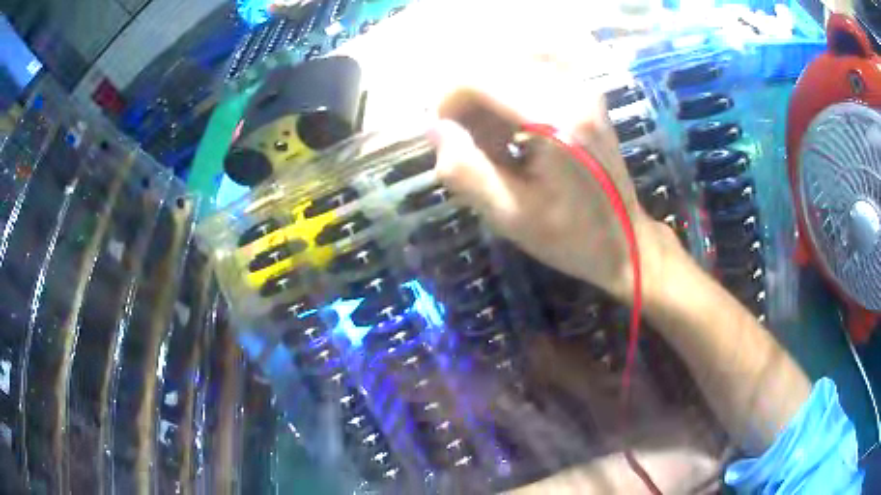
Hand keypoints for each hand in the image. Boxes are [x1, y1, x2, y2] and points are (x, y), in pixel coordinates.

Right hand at [430, 54, 673, 302]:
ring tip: (494, 142)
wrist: (626, 240)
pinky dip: (510, 95)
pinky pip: (532, 73)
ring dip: (489, 98)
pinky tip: (514, 130)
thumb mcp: (510, 215)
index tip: (445, 136)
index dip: (448, 102)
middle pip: (493, 66)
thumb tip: (434, 128)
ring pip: (510, 66)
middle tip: (469, 144)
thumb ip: (465, 170)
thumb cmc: (570, 236)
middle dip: (468, 100)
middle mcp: (571, 90)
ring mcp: (582, 88)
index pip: (478, 78)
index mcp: (555, 120)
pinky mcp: (585, 93)